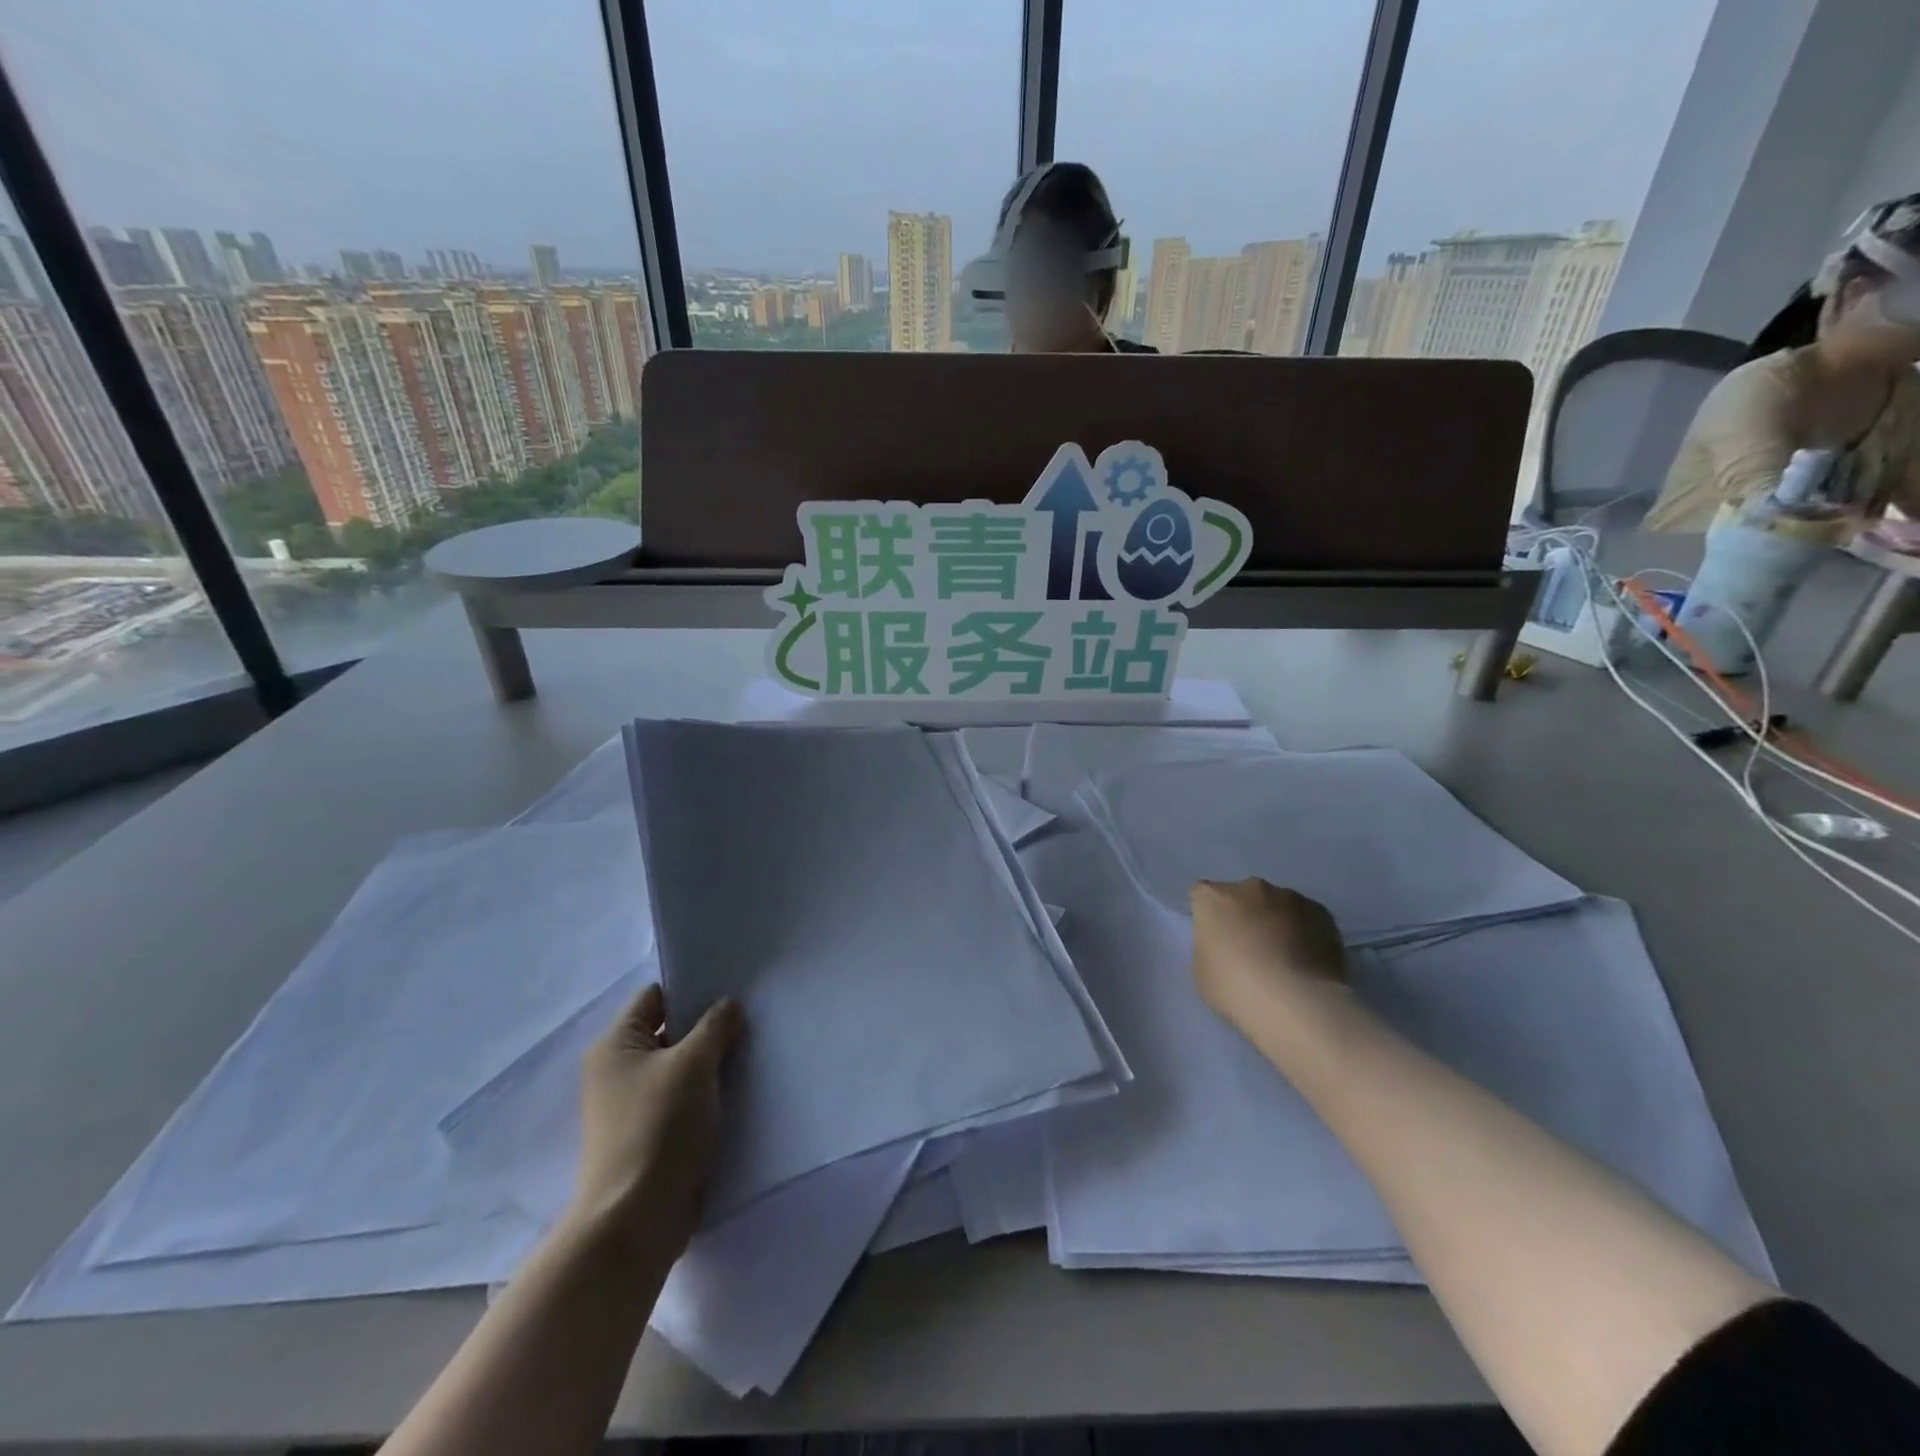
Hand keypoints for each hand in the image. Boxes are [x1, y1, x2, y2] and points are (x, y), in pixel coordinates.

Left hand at [568, 984, 742, 1258]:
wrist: (636, 1220)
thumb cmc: (659, 1127)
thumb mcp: (693, 1064)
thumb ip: (715, 1025)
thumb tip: (729, 1005)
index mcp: (615, 1044)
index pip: (656, 997)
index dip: (692, 988)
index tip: (732, 987)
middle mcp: (618, 1070)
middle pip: (670, 1031)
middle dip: (708, 1026)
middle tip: (751, 1017)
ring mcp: (634, 1105)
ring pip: (681, 1067)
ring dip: (712, 1062)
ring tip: (752, 1050)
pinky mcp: (652, 1135)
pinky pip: (684, 1098)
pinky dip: (708, 1092)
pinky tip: (740, 1088)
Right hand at [1191, 879, 1349, 1037]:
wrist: (1296, 1003)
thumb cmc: (1236, 989)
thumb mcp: (1202, 972)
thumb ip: (1210, 947)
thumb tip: (1226, 945)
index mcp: (1213, 898)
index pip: (1203, 896)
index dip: (1210, 917)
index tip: (1216, 940)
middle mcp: (1249, 888)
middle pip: (1242, 896)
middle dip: (1245, 915)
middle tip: (1251, 950)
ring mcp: (1289, 897)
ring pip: (1277, 905)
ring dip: (1277, 922)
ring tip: (1286, 960)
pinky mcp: (1322, 912)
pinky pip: (1307, 918)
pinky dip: (1305, 933)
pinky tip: (1309, 962)